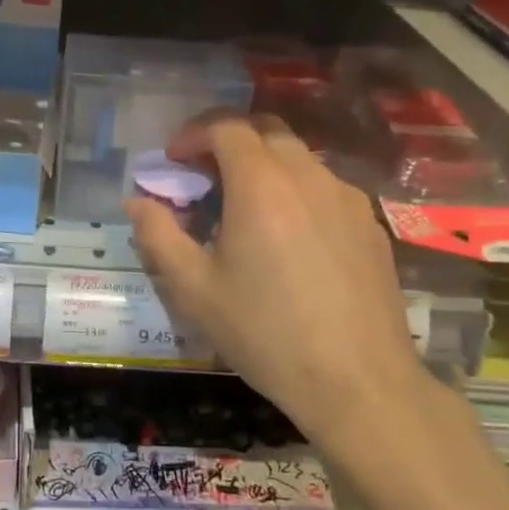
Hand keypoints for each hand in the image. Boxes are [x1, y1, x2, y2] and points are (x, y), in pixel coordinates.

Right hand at [125, 115, 427, 445]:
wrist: (359, 383)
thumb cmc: (266, 333)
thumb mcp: (194, 289)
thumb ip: (158, 236)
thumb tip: (137, 201)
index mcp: (261, 185)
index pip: (225, 127)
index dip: (193, 134)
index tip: (173, 161)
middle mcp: (308, 177)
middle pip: (266, 131)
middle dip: (228, 142)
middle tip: (204, 177)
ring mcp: (347, 199)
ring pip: (299, 158)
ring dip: (264, 165)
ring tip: (243, 209)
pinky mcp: (371, 225)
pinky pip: (325, 187)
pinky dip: (296, 191)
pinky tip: (288, 237)